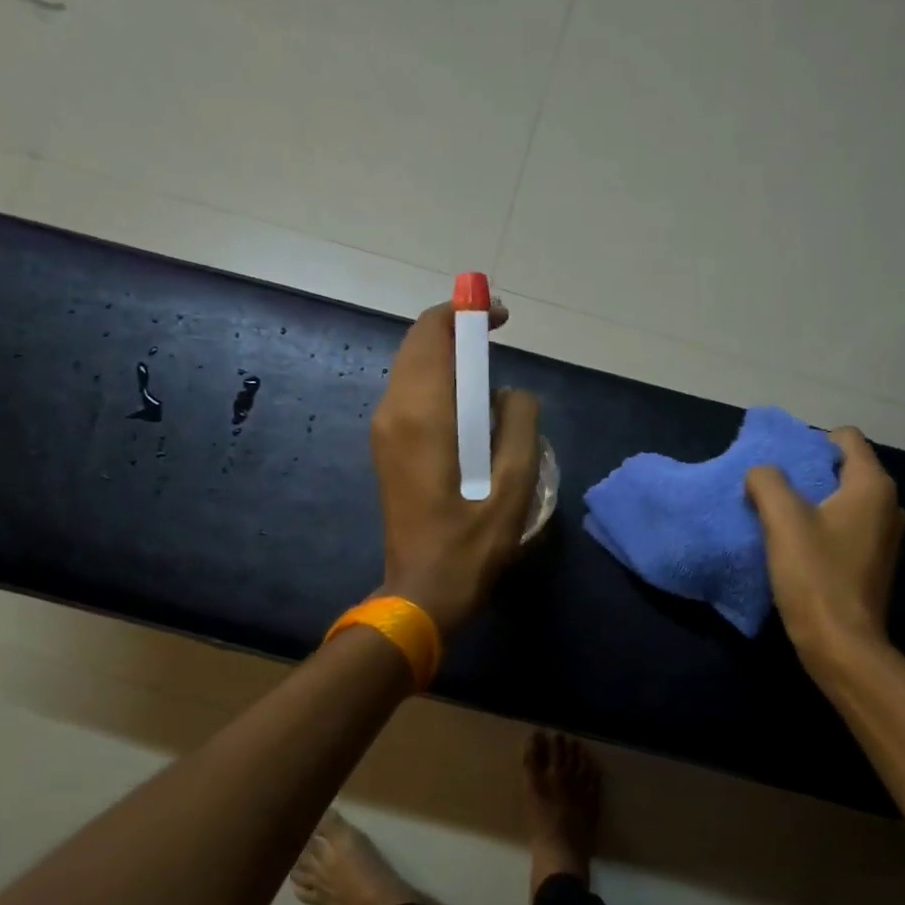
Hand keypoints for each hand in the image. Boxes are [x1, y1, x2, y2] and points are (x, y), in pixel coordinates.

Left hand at [372, 300, 540, 638]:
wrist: (422, 591)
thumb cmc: (471, 544)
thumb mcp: (515, 485)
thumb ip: (520, 423)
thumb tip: (511, 394)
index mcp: (423, 413)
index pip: (433, 333)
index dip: (465, 313)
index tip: (499, 318)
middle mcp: (394, 411)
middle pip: (418, 344)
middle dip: (456, 331)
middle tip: (497, 342)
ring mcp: (384, 430)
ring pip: (412, 368)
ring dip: (447, 358)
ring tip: (489, 374)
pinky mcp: (386, 448)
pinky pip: (410, 394)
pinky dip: (438, 383)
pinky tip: (469, 409)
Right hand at [746, 428, 904, 667]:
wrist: (841, 644)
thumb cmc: (815, 576)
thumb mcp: (782, 521)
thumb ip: (767, 483)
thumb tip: (761, 472)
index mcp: (872, 487)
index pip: (846, 438)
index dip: (810, 442)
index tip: (780, 464)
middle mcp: (888, 505)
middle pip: (844, 469)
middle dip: (808, 474)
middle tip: (772, 491)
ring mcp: (885, 537)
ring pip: (844, 501)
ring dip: (813, 504)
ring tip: (780, 519)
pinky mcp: (874, 563)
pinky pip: (846, 528)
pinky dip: (823, 528)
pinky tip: (797, 548)